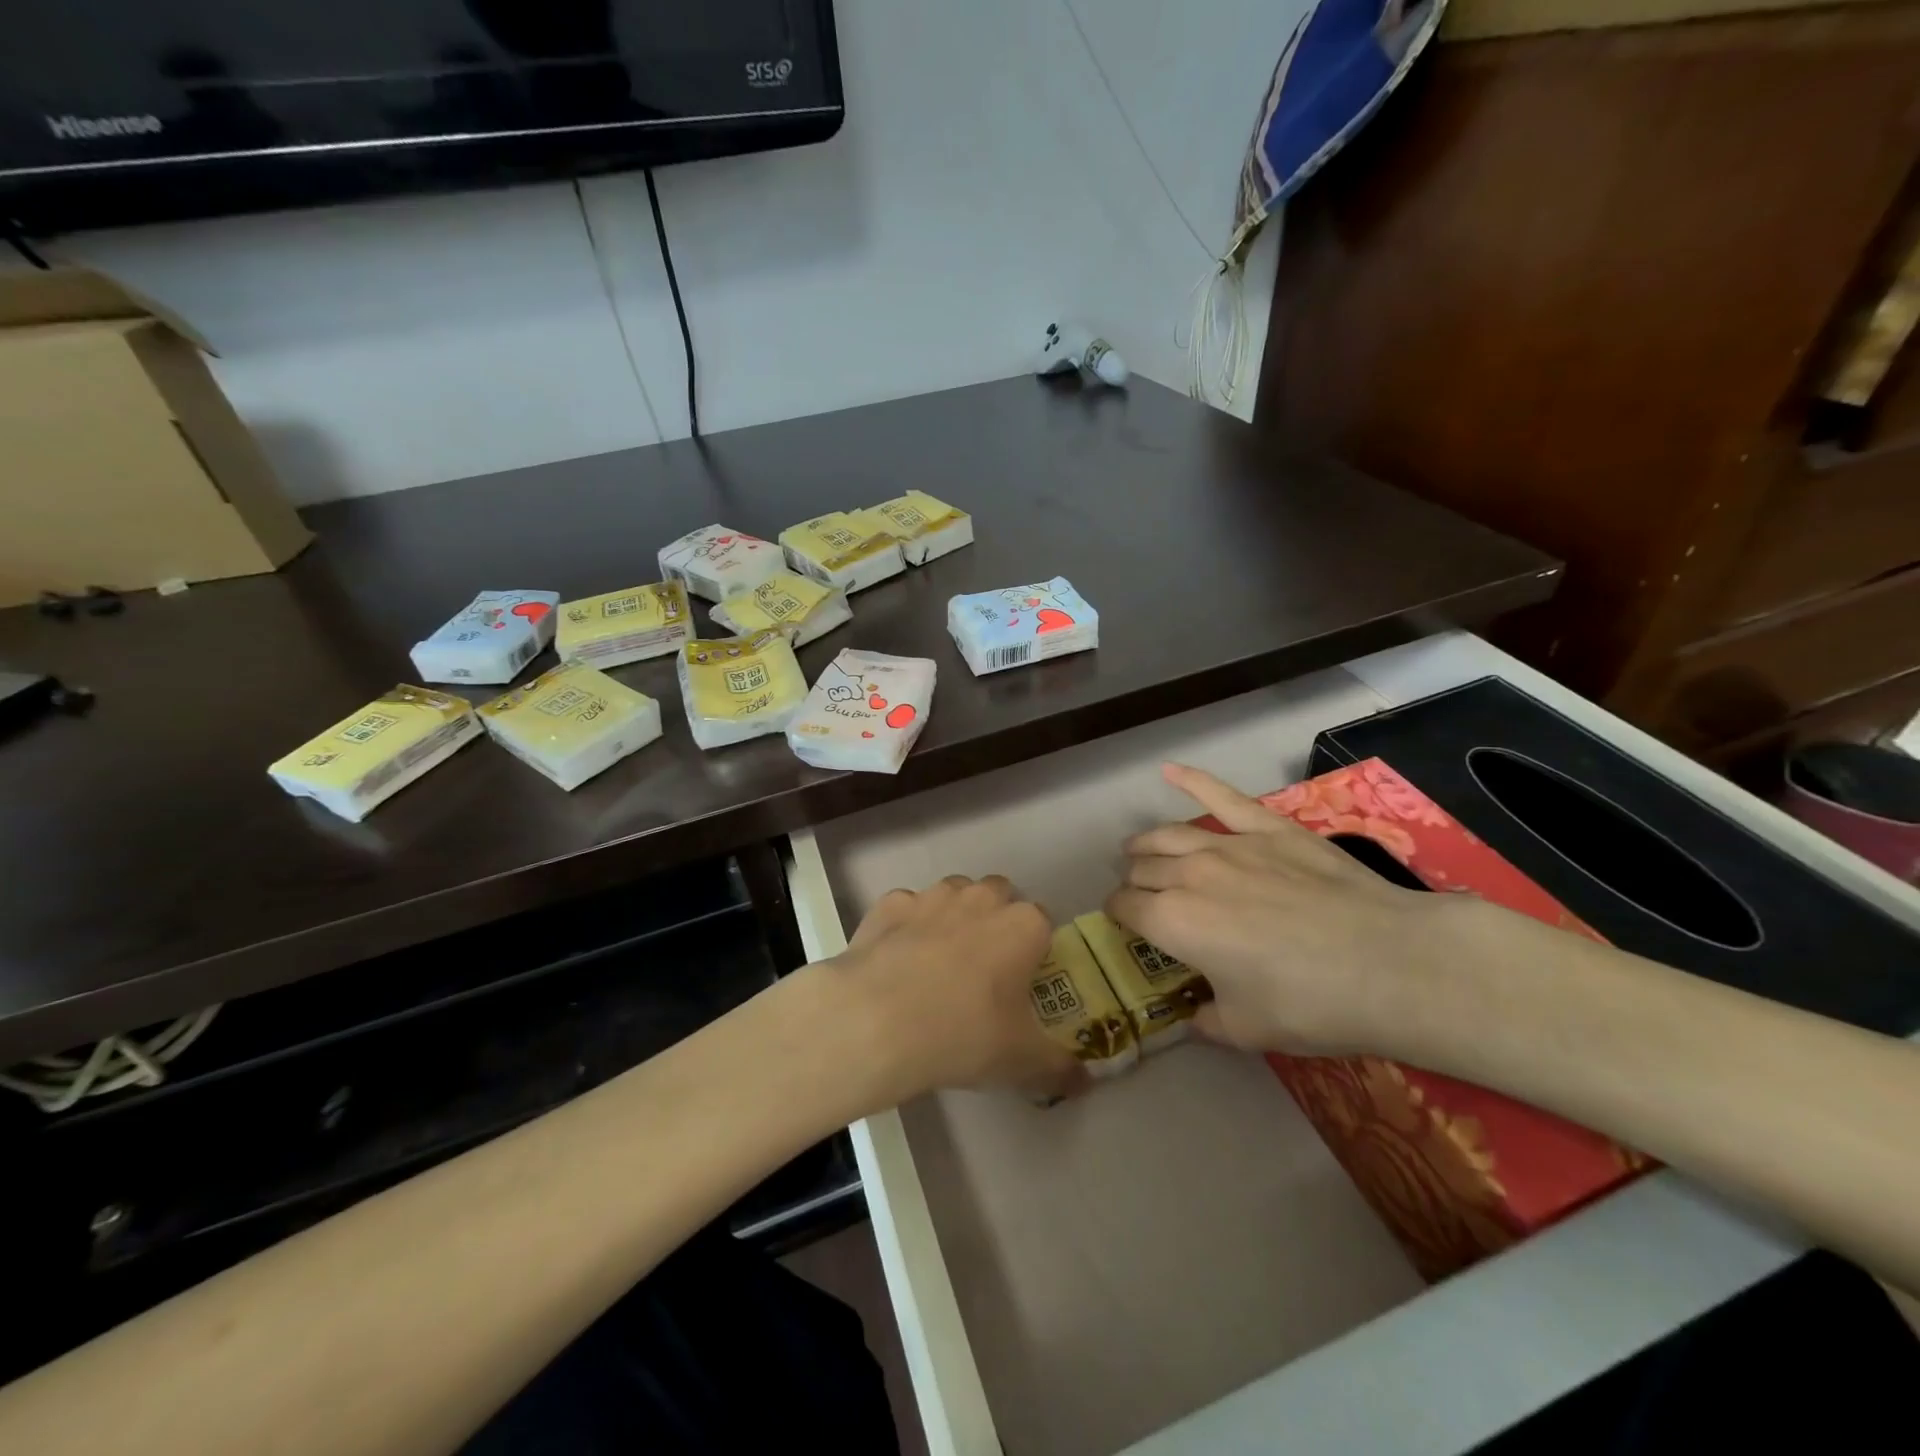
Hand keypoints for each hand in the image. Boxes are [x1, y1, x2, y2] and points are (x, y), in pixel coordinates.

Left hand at [826, 875, 1082, 1102]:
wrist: (877, 1020)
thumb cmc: (964, 1034)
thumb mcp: (1021, 1062)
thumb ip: (1059, 1067)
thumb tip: (1084, 1081)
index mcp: (1023, 926)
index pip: (1043, 922)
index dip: (1035, 948)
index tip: (1023, 979)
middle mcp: (980, 898)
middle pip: (999, 895)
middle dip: (995, 920)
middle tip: (984, 968)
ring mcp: (932, 896)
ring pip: (953, 893)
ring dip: (952, 916)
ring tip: (939, 961)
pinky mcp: (889, 904)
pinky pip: (907, 908)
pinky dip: (906, 927)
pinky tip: (897, 960)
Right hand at [1107, 764, 1482, 1056]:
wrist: (1388, 963)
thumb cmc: (1310, 1004)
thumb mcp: (1246, 1030)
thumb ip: (1207, 1021)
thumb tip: (1194, 1016)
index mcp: (1173, 923)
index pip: (1125, 909)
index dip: (1120, 918)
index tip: (1127, 927)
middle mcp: (1187, 875)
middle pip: (1143, 869)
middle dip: (1134, 883)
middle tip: (1143, 898)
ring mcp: (1228, 845)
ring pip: (1168, 835)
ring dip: (1145, 844)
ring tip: (1138, 850)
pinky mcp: (1268, 828)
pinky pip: (1221, 796)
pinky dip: (1191, 780)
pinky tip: (1170, 770)